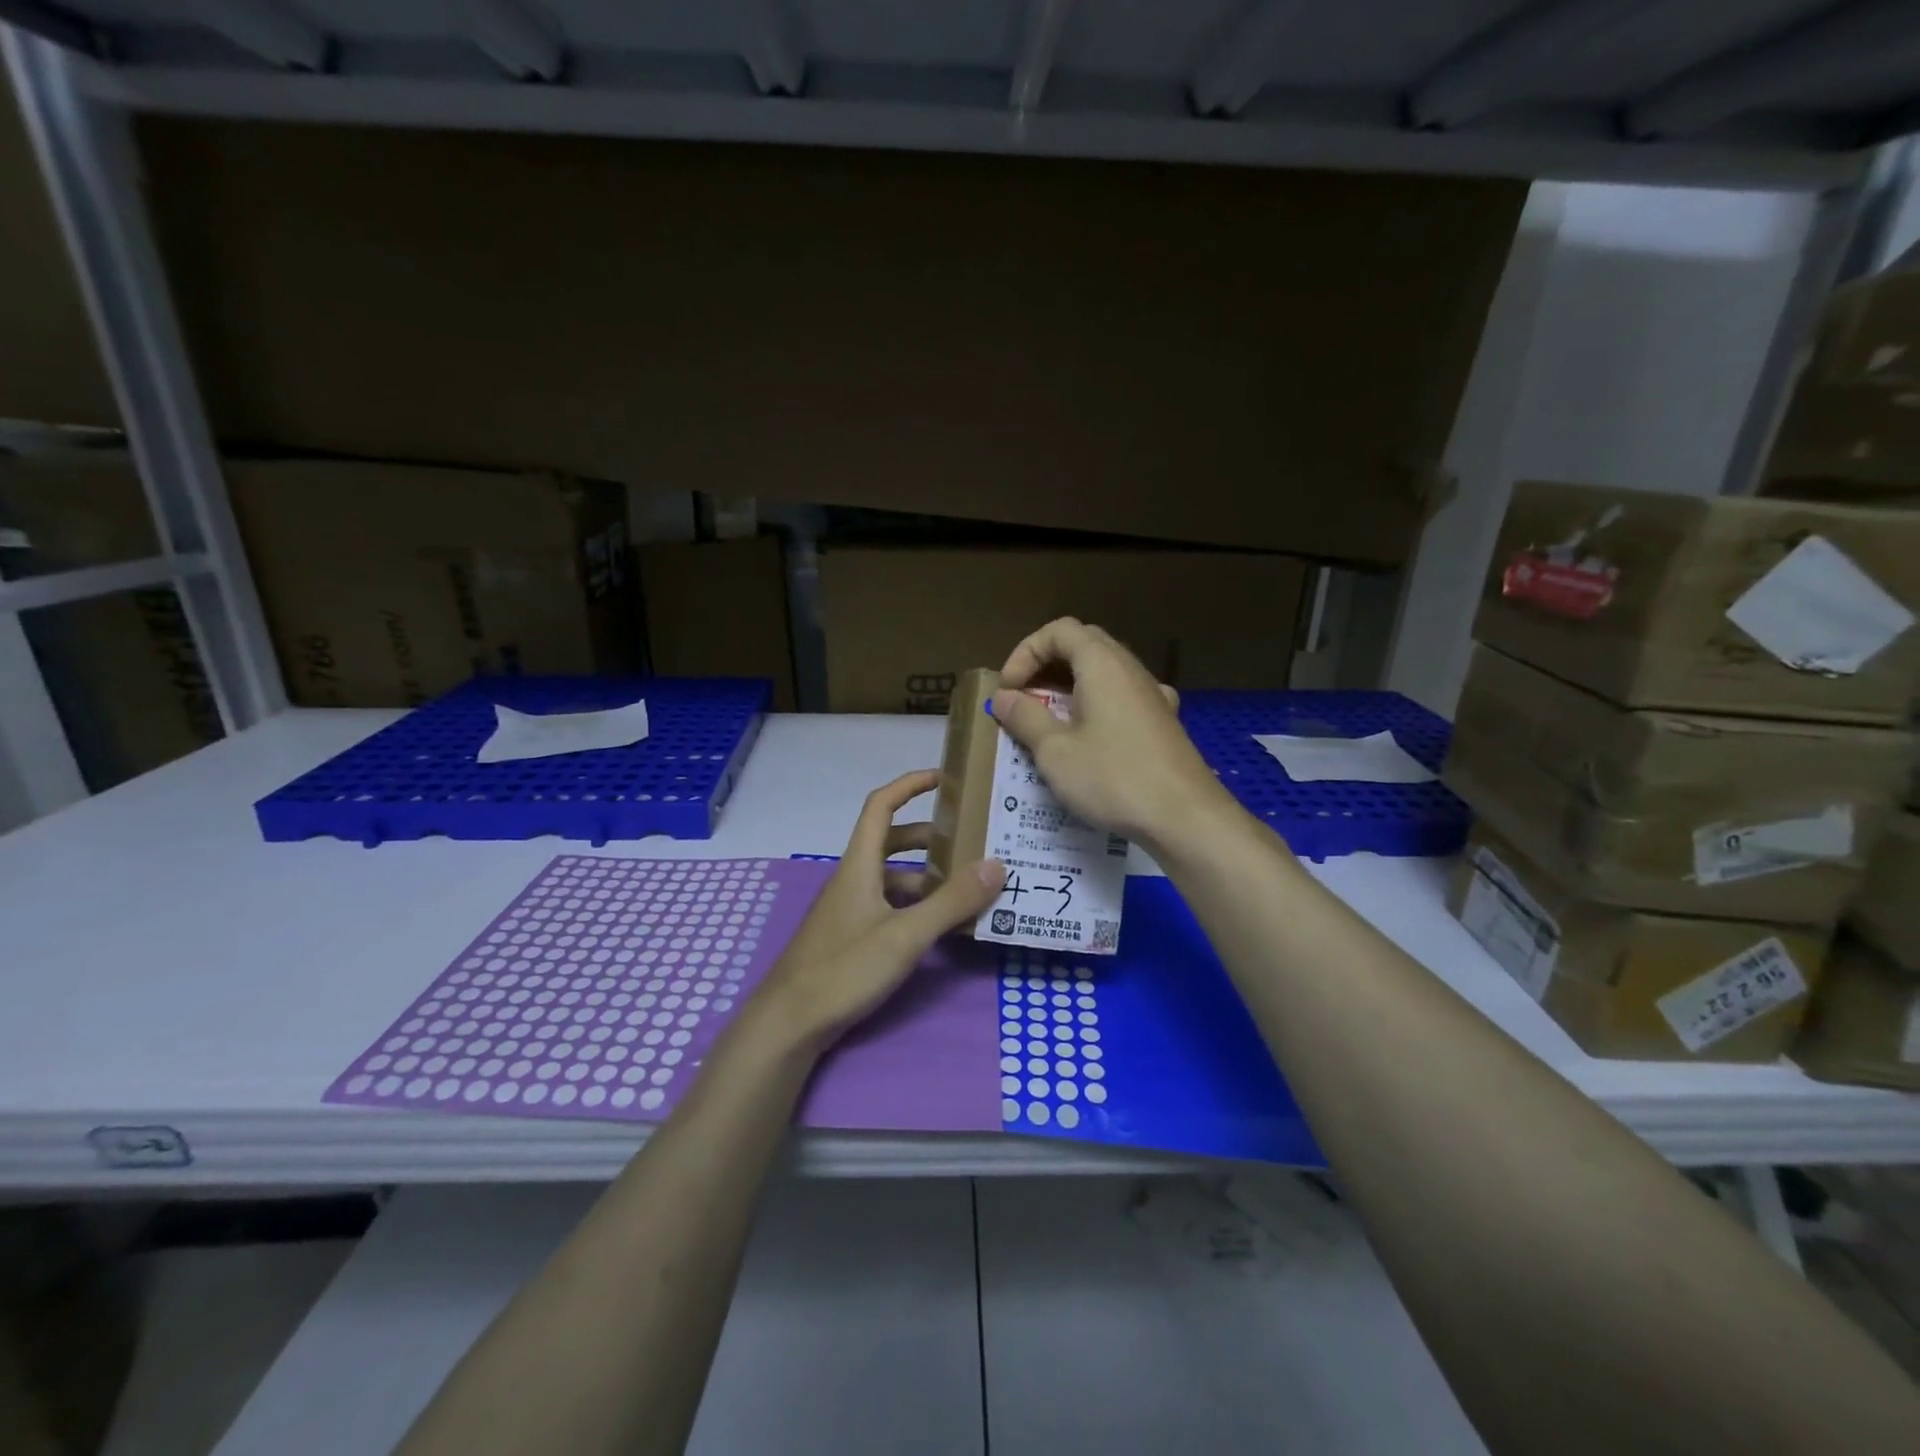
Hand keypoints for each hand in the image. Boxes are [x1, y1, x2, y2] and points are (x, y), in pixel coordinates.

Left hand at [748, 770, 1005, 1053]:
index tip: (945, 779)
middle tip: (971, 845)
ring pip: (894, 880)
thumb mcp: (905, 935)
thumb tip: (997, 865)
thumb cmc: (843, 969)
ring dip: (929, 879)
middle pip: (893, 843)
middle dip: (931, 839)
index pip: (881, 806)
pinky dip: (917, 908)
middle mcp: (853, 879)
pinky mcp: (851, 937)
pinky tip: (941, 929)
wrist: (788, 1023)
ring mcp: (850, 910)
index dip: (910, 785)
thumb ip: (951, 902)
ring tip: (969, 892)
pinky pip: (890, 908)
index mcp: (860, 865)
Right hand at [990, 617, 1236, 850]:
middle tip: (1024, 699)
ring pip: (1105, 673)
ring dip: (1070, 688)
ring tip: (1049, 722)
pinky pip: (1122, 699)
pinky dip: (1097, 708)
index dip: (1026, 652)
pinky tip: (1092, 738)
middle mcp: (1130, 669)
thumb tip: (1003, 697)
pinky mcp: (1163, 723)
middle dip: (1046, 666)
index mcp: (1102, 664)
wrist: (1185, 817)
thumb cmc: (1113, 777)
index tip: (1008, 690)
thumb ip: (1026, 718)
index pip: (1059, 630)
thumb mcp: (1055, 751)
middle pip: (1083, 645)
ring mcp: (1152, 695)